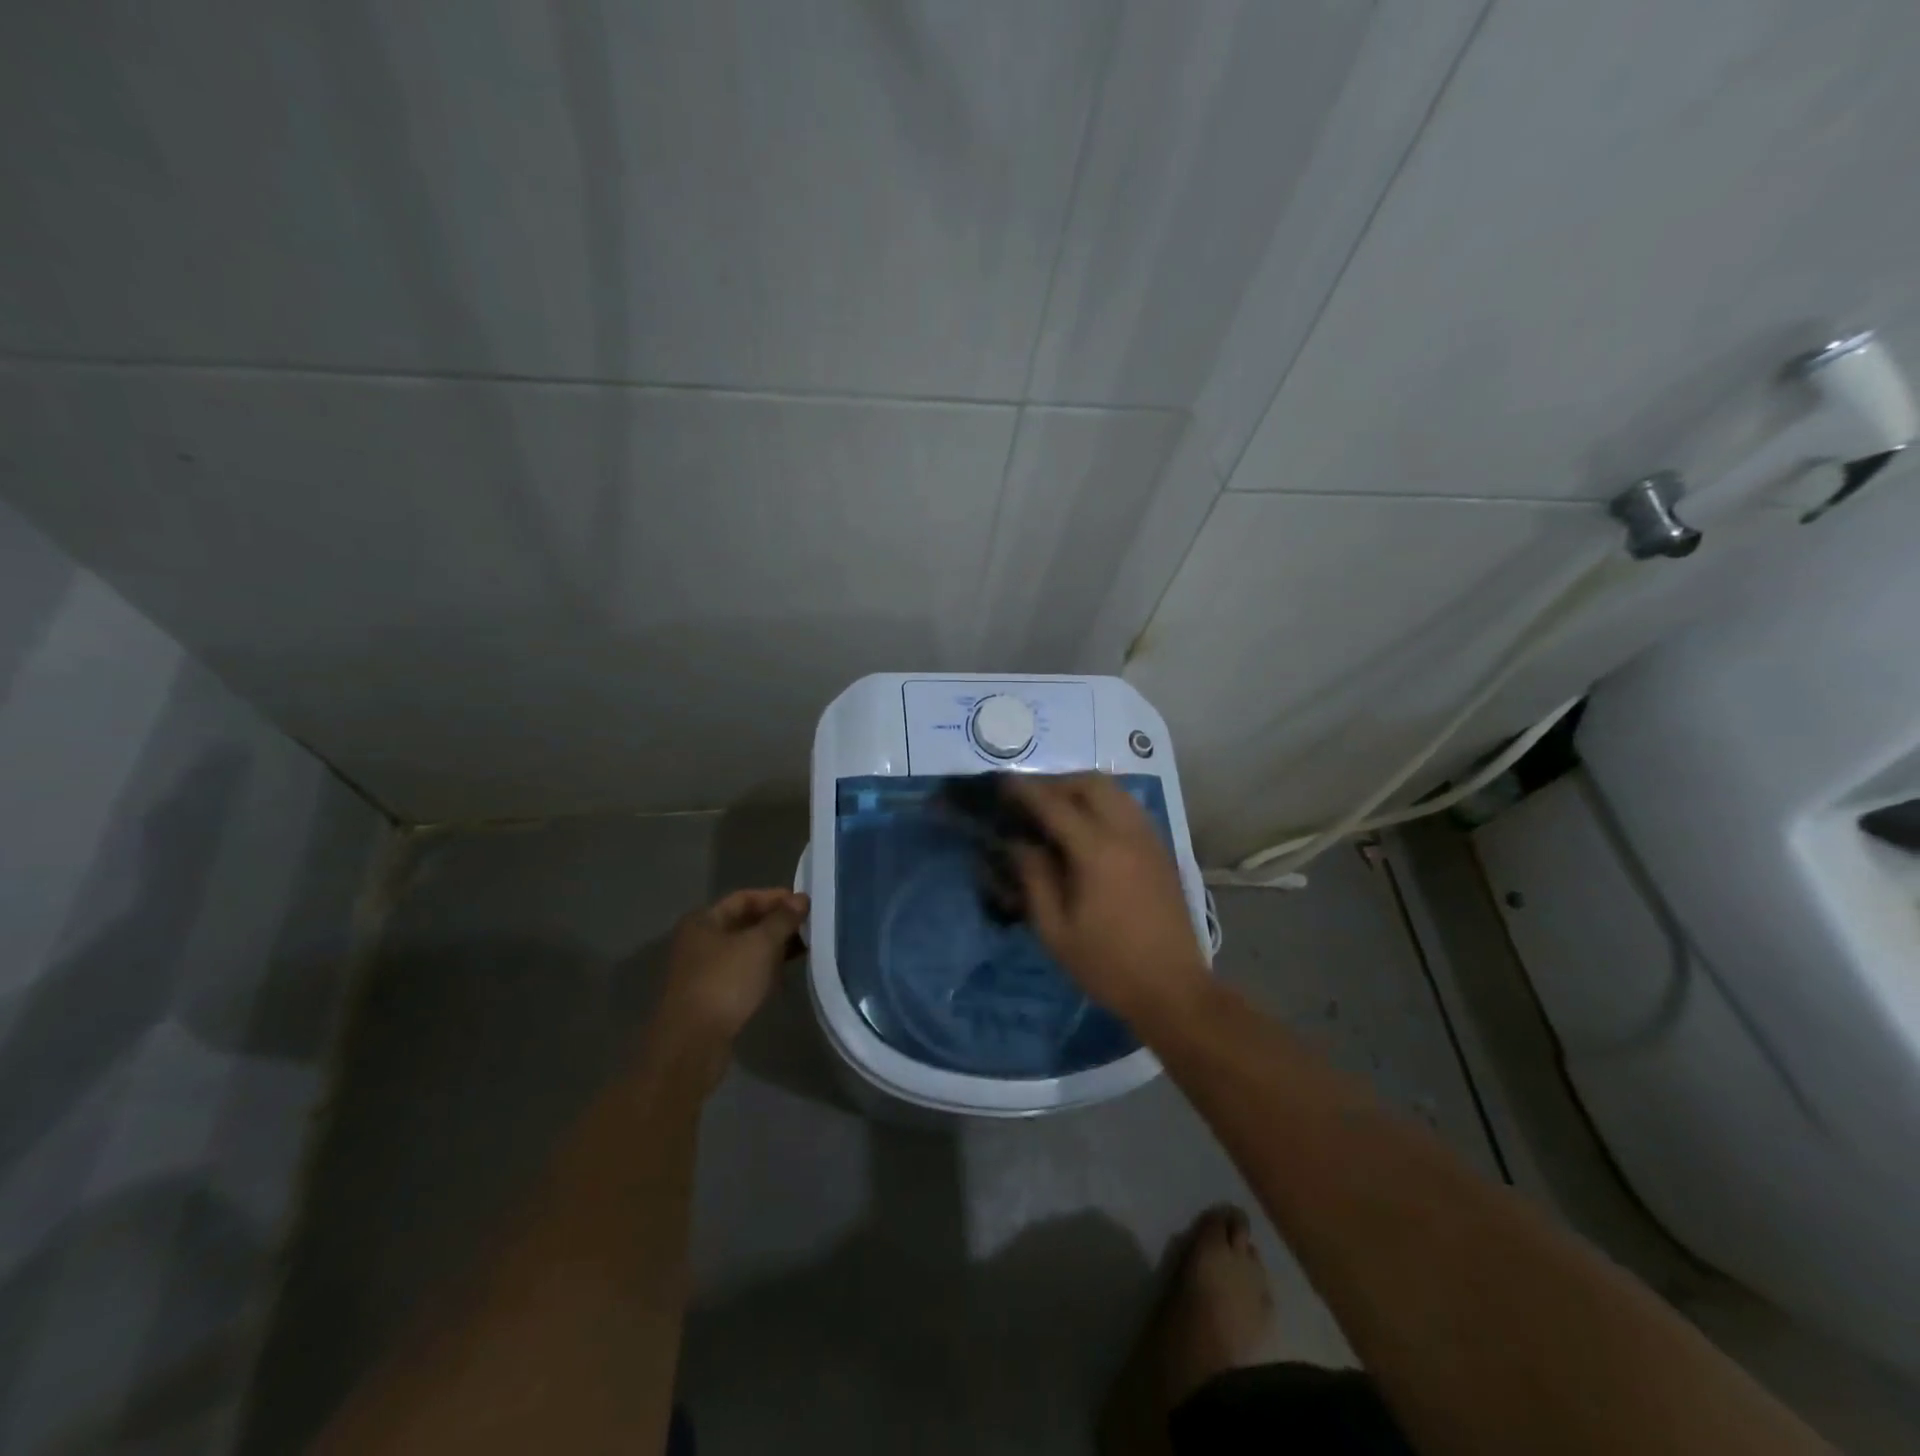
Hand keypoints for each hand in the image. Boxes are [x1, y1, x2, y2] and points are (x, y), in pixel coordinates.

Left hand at [643, 888, 808, 1089]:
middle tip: (808, 927)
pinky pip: (742, 973)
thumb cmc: (725, 982)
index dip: (775, 898)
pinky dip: (763, 970)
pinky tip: (783, 976)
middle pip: (744, 923)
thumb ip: (783, 919)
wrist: (692, 1043)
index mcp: (703, 920)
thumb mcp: (760, 944)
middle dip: (777, 924)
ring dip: (772, 948)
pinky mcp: (710, 996)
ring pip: (744, 950)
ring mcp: (702, 970)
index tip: (804, 905)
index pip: (744, 898)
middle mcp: (699, 941)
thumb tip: (801, 899)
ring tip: (804, 950)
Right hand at [1007, 773, 1209, 1025]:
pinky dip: (1104, 803)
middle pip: (1090, 783)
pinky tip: (1088, 826)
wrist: (1173, 989)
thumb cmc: (1108, 965)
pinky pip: (1129, 807)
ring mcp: (1149, 839)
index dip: (1024, 790)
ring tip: (1056, 808)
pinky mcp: (1161, 850)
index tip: (1002, 783)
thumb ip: (1034, 879)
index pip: (1054, 805)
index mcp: (1097, 852)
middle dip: (1056, 782)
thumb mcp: (1056, 930)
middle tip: (1030, 799)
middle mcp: (1126, 833)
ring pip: (1115, 790)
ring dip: (1082, 789)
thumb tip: (1018, 843)